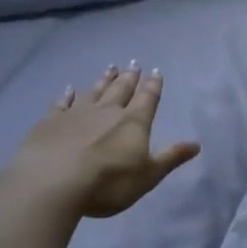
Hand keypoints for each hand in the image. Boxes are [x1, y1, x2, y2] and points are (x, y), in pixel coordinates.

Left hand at [12, 64, 200, 218]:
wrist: (52, 183)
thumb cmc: (107, 183)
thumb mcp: (147, 176)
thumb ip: (170, 158)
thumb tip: (196, 144)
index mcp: (133, 122)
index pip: (147, 99)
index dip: (153, 86)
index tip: (155, 72)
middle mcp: (107, 111)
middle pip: (121, 90)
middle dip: (129, 78)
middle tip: (133, 64)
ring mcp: (77, 114)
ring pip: (94, 91)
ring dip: (103, 80)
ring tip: (110, 68)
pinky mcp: (50, 122)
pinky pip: (62, 103)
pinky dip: (67, 95)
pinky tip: (69, 89)